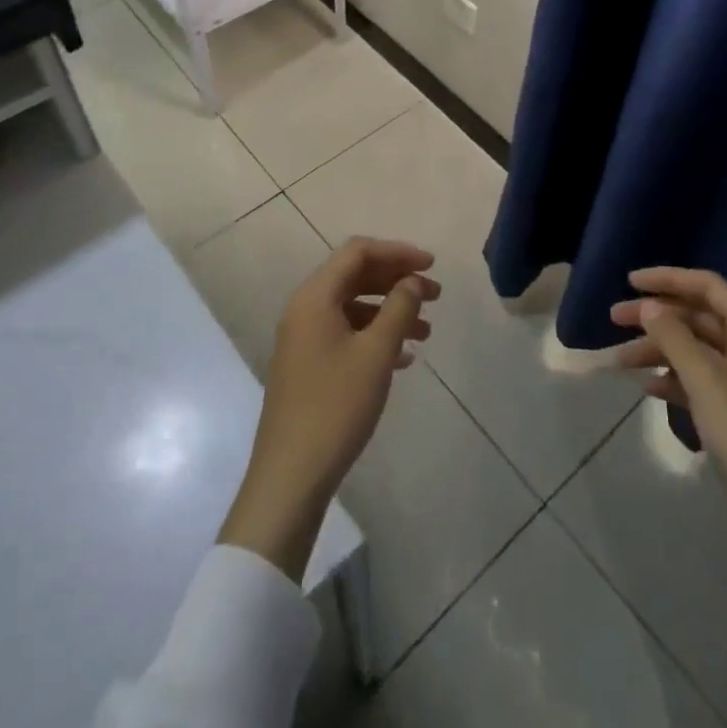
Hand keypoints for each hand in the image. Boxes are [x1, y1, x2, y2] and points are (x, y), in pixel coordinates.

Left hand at [219, 238, 438, 580]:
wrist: (290, 475)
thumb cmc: (336, 406)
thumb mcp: (376, 353)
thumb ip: (399, 308)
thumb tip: (413, 281)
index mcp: (315, 296)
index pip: (358, 252)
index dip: (397, 252)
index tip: (432, 265)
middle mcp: (305, 309)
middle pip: (355, 276)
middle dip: (397, 281)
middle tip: (436, 295)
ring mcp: (303, 338)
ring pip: (353, 307)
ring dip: (390, 310)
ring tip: (427, 331)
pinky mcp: (307, 364)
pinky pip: (346, 333)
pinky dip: (375, 335)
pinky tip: (404, 357)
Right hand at [611, 266, 726, 669]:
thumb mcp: (704, 378)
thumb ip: (673, 335)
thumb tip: (649, 304)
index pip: (708, 286)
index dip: (668, 278)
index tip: (629, 282)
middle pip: (698, 317)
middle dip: (656, 317)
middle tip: (613, 320)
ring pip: (695, 349)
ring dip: (658, 350)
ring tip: (620, 361)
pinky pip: (700, 379)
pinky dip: (673, 378)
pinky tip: (648, 388)